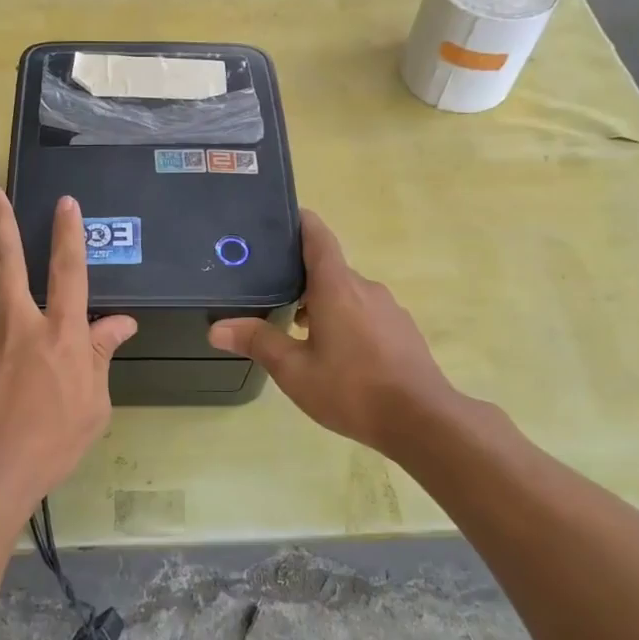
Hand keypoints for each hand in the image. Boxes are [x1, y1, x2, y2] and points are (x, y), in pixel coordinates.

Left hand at [0, 187, 136, 521]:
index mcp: (61, 336)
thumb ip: (101, 358)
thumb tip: (120, 324)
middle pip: (8, 262)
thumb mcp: (93, 407)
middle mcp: (21, 325)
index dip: (69, 235)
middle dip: (0, 223)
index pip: (69, 272)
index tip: (65, 204)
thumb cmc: (49, 443)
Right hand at [208, 210, 469, 457]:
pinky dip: (344, 319)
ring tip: (296, 328)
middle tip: (269, 290)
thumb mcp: (295, 370)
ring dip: (322, 302)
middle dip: (300, 276)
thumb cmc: (352, 389)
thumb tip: (216, 328)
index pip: (318, 237)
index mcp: (336, 287)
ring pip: (347, 293)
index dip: (299, 222)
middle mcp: (364, 288)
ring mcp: (388, 309)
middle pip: (328, 268)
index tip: (278, 219)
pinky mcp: (401, 330)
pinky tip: (334, 353)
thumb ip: (258, 343)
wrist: (421, 420)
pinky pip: (365, 312)